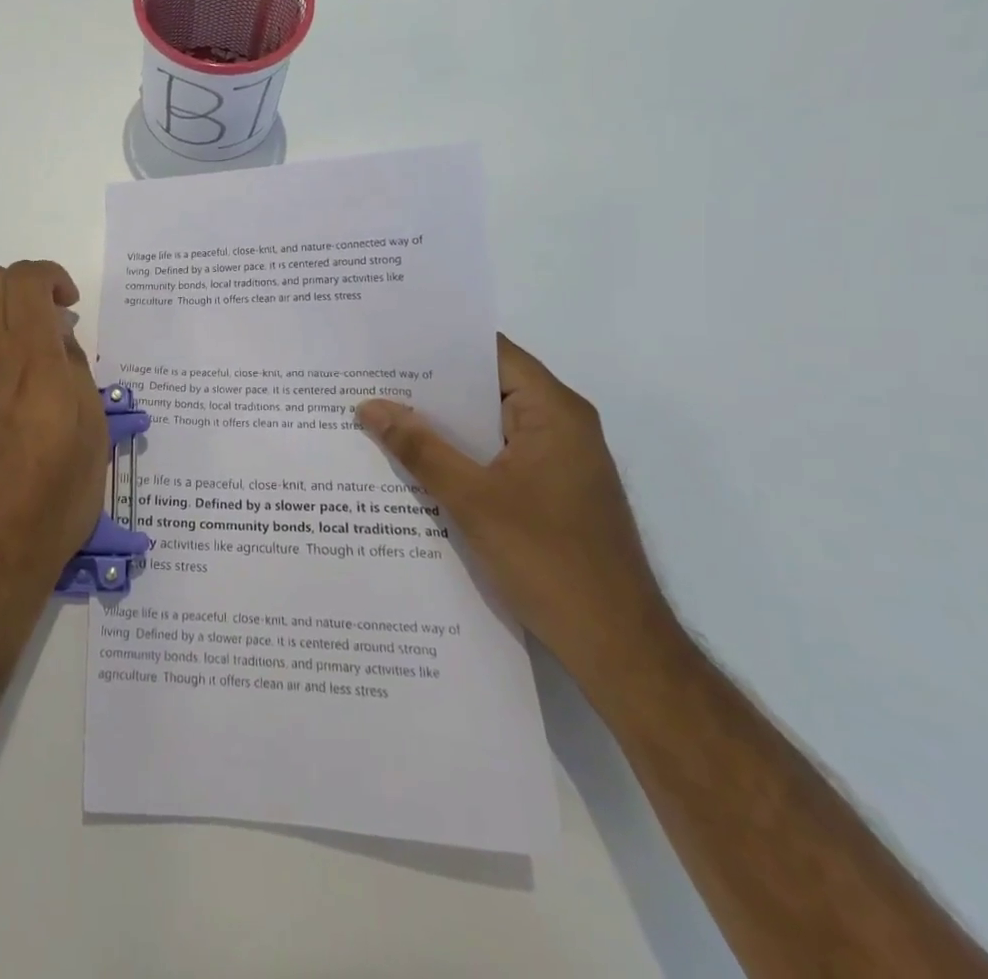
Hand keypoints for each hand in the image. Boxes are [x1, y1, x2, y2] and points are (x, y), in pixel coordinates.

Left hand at [0, 261, 109, 625]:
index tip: (68, 305)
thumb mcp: (93, 433)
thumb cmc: (55, 499)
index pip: (27, 279)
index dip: (51, 276)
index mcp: (32, 359)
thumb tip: (59, 340)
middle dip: (22, 288)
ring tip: (7, 347)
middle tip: (45, 325)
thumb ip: (76, 373)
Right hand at [356, 335, 675, 685]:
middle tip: (370, 379)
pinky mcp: (551, 493)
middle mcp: (561, 426)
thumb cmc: (550, 561)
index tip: (389, 341)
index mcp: (554, 412)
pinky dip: (460, 456)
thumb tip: (369, 406)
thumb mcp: (473, 500)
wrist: (618, 647)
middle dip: (430, 387)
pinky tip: (415, 465)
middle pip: (488, 388)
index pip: (492, 353)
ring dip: (442, 426)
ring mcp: (557, 462)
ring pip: (488, 427)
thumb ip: (420, 448)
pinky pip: (496, 457)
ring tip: (379, 416)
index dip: (441, 343)